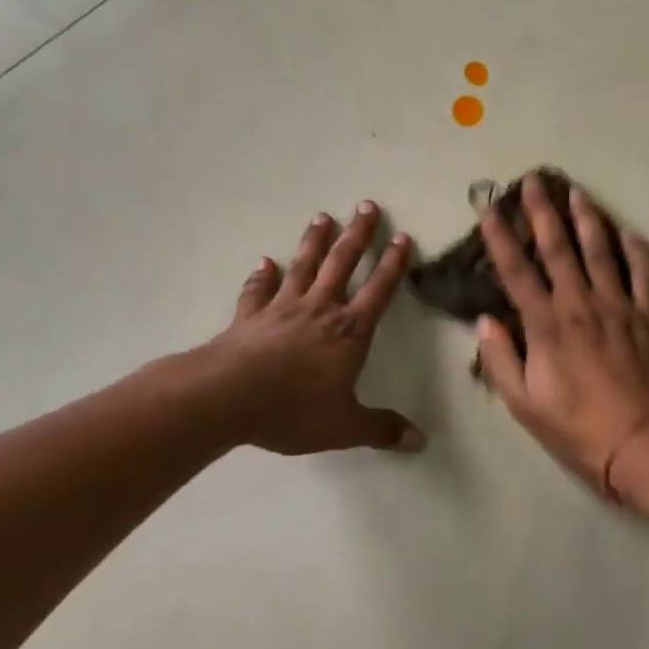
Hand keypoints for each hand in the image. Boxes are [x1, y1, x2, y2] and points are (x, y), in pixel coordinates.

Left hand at [206, 202, 424, 455]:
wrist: (227, 398)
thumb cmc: (293, 409)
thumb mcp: (344, 426)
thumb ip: (381, 430)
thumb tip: (421, 442)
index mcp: (348, 331)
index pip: (378, 290)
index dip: (393, 264)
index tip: (402, 237)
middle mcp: (318, 310)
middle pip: (342, 264)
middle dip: (357, 235)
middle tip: (366, 206)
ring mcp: (281, 309)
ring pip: (303, 267)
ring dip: (314, 241)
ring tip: (322, 216)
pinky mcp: (250, 317)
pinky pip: (258, 291)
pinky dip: (262, 276)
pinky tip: (265, 263)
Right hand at [476, 174, 648, 498]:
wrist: (644, 443)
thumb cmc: (577, 428)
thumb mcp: (524, 404)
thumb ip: (501, 360)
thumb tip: (487, 321)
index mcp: (546, 325)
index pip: (517, 272)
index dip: (500, 238)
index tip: (489, 209)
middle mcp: (580, 304)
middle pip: (558, 248)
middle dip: (543, 211)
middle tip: (535, 180)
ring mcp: (618, 306)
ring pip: (601, 250)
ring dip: (587, 217)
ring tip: (577, 191)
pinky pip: (644, 273)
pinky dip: (637, 249)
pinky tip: (629, 231)